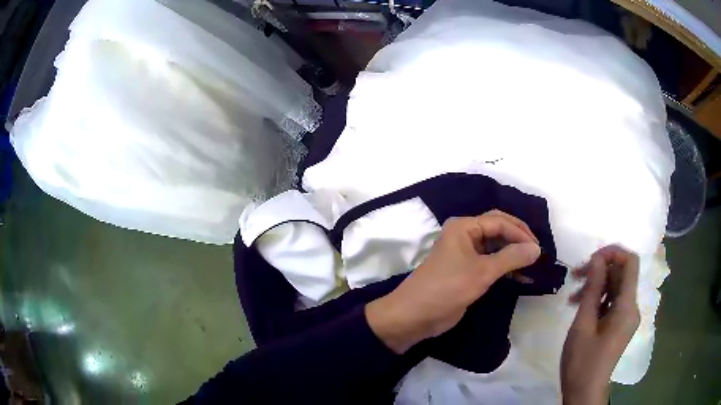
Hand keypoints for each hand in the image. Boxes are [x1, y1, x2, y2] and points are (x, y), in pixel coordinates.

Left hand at [365, 210, 540, 353]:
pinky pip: (491, 264)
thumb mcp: (482, 272)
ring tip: (533, 266)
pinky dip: (506, 269)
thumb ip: (511, 258)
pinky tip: (521, 277)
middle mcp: (465, 235)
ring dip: (514, 256)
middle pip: (498, 231)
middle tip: (537, 254)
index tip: (538, 250)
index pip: (500, 221)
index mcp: (464, 227)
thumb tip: (536, 249)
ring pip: (496, 248)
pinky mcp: (467, 271)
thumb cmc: (447, 288)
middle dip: (519, 241)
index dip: (521, 233)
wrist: (415, 316)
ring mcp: (465, 254)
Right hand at [561, 245, 640, 404]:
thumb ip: (593, 289)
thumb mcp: (583, 324)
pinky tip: (579, 307)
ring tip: (571, 296)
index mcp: (627, 306)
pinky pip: (612, 303)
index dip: (613, 252)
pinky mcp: (619, 325)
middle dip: (600, 269)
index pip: (630, 263)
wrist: (584, 392)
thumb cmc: (582, 361)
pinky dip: (598, 299)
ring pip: (615, 288)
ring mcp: (626, 317)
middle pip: (621, 275)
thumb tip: (597, 258)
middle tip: (575, 275)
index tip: (591, 258)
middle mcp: (631, 308)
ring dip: (596, 285)